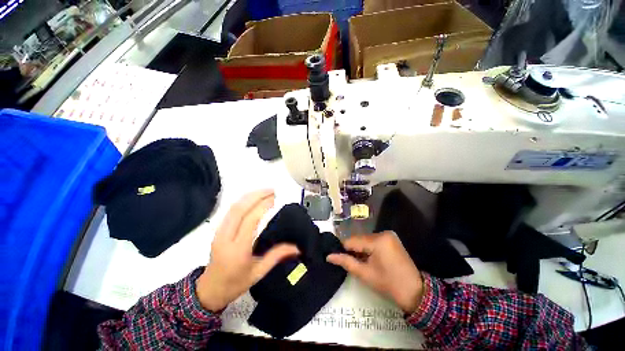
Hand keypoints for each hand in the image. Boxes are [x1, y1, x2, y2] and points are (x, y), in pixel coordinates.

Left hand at [196, 190, 298, 311]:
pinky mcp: (218, 230)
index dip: (262, 206)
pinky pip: (231, 210)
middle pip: (239, 209)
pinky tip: (253, 198)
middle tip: (272, 191)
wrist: (209, 290)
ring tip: (265, 191)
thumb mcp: (259, 272)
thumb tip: (296, 247)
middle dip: (256, 196)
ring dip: (250, 196)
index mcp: (238, 250)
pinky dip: (243, 201)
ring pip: (233, 207)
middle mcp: (226, 237)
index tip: (275, 199)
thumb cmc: (235, 283)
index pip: (250, 220)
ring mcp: (219, 232)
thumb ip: (277, 256)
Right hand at [327, 231, 423, 313]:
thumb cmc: (388, 284)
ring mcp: (388, 235)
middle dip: (353, 250)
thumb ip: (346, 262)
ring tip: (361, 262)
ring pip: (365, 239)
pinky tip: (369, 258)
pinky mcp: (391, 238)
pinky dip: (368, 248)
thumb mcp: (365, 274)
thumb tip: (329, 256)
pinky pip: (373, 240)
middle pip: (359, 239)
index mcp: (377, 240)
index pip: (352, 240)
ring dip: (360, 249)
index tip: (338, 257)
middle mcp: (383, 233)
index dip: (343, 249)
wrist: (415, 292)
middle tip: (352, 263)